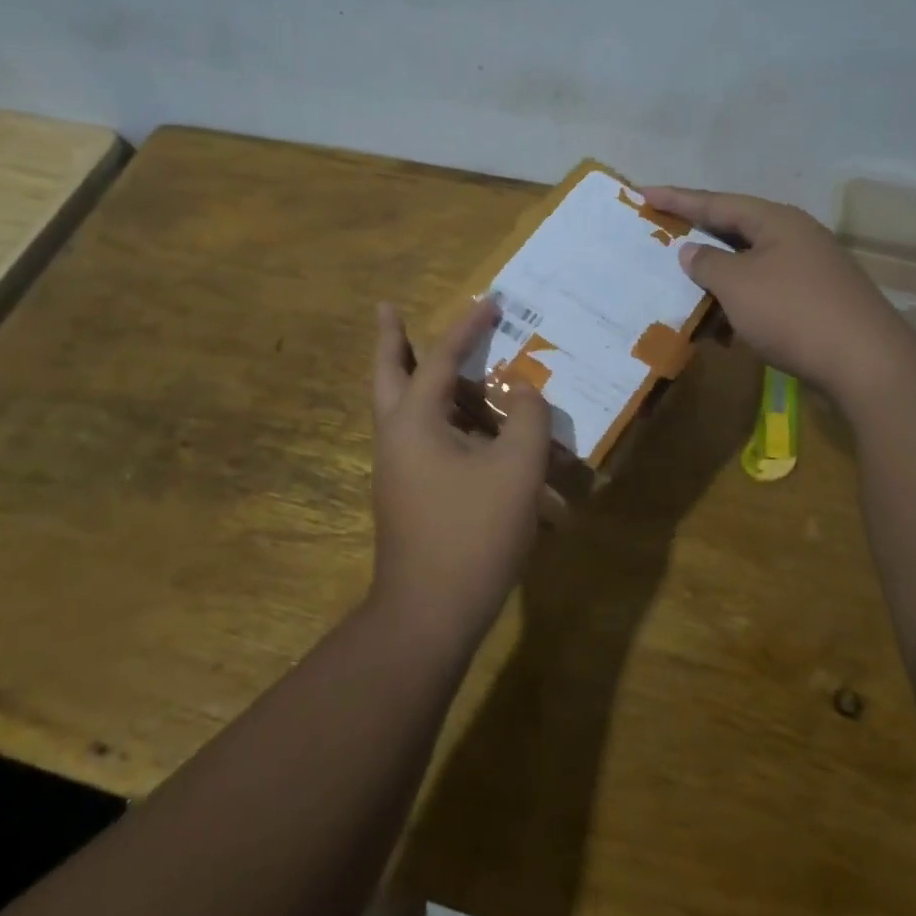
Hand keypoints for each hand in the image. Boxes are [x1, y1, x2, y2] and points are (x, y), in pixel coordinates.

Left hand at [369, 297, 551, 648]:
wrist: (430, 614)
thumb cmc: (473, 532)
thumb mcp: (517, 469)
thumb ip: (528, 418)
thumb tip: (524, 392)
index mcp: (415, 420)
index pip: (442, 357)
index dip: (468, 327)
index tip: (490, 301)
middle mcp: (396, 437)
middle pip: (388, 374)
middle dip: (391, 339)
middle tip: (387, 308)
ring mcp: (398, 469)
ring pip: (407, 411)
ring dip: (428, 385)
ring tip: (455, 368)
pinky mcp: (410, 495)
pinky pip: (427, 443)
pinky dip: (448, 426)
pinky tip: (483, 437)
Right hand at [640, 187, 902, 396]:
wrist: (866, 363)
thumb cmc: (792, 312)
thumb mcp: (737, 285)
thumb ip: (707, 264)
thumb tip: (691, 250)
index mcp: (776, 221)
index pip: (716, 202)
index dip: (677, 198)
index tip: (642, 192)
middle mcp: (795, 236)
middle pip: (735, 229)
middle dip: (697, 235)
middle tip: (661, 233)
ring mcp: (810, 269)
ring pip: (750, 264)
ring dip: (717, 277)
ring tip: (684, 286)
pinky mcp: (817, 300)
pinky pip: (765, 291)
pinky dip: (739, 302)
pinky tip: (723, 326)